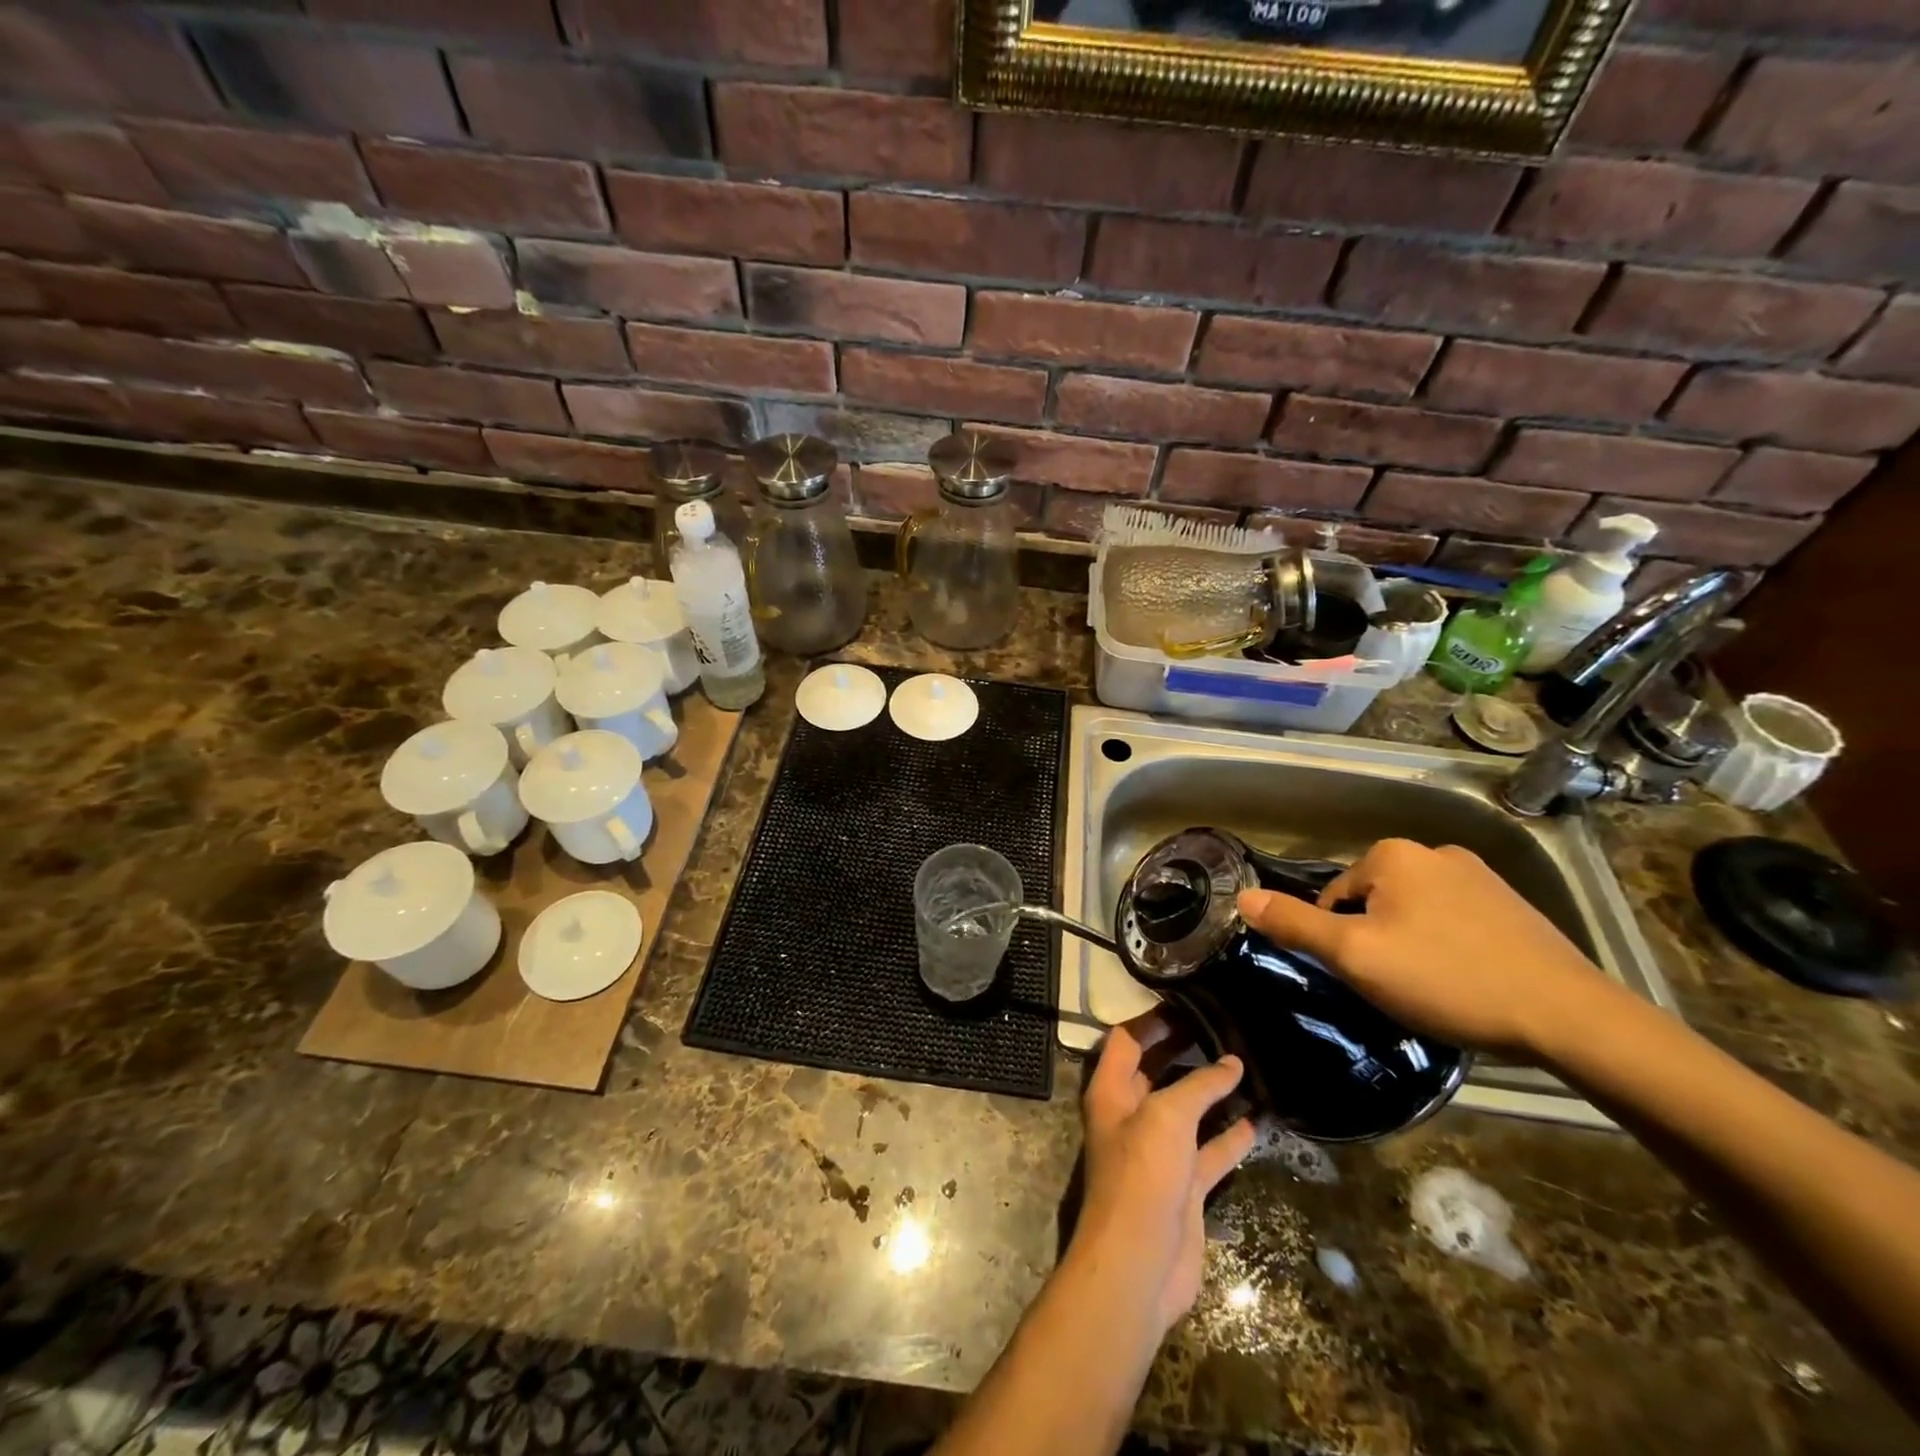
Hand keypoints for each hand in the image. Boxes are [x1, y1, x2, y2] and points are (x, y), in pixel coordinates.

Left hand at [1071, 1027, 1254, 1333]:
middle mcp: (1131, 1114)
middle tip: (1222, 1027)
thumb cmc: (1142, 1173)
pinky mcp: (1183, 1184)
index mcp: (1112, 1090)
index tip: (1186, 1003)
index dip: (1151, 1020)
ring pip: (1188, 1110)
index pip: (1126, 1040)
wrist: (1140, 1262)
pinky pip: (1209, 1150)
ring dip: (1213, 1092)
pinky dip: (1230, 1135)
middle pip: (1156, 1070)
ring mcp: (1158, 1151)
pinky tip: (1258, 1120)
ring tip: (1247, 1066)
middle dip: (1184, 1049)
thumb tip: (1231, 1062)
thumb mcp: (1167, 1116)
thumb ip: (1199, 1086)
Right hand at [1237, 838, 1619, 1060]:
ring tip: (1434, 988)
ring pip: (1415, 911)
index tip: (1366, 977)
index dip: (1340, 941)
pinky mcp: (1514, 905)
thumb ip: (1295, 925)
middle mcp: (1435, 851)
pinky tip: (1467, 981)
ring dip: (1412, 943)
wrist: (1568, 1016)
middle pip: (1374, 901)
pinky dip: (1450, 947)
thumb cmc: (1446, 978)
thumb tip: (1241, 897)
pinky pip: (1456, 921)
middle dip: (1376, 939)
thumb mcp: (1355, 956)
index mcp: (1392, 855)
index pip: (1335, 897)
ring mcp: (1481, 876)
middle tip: (1397, 986)